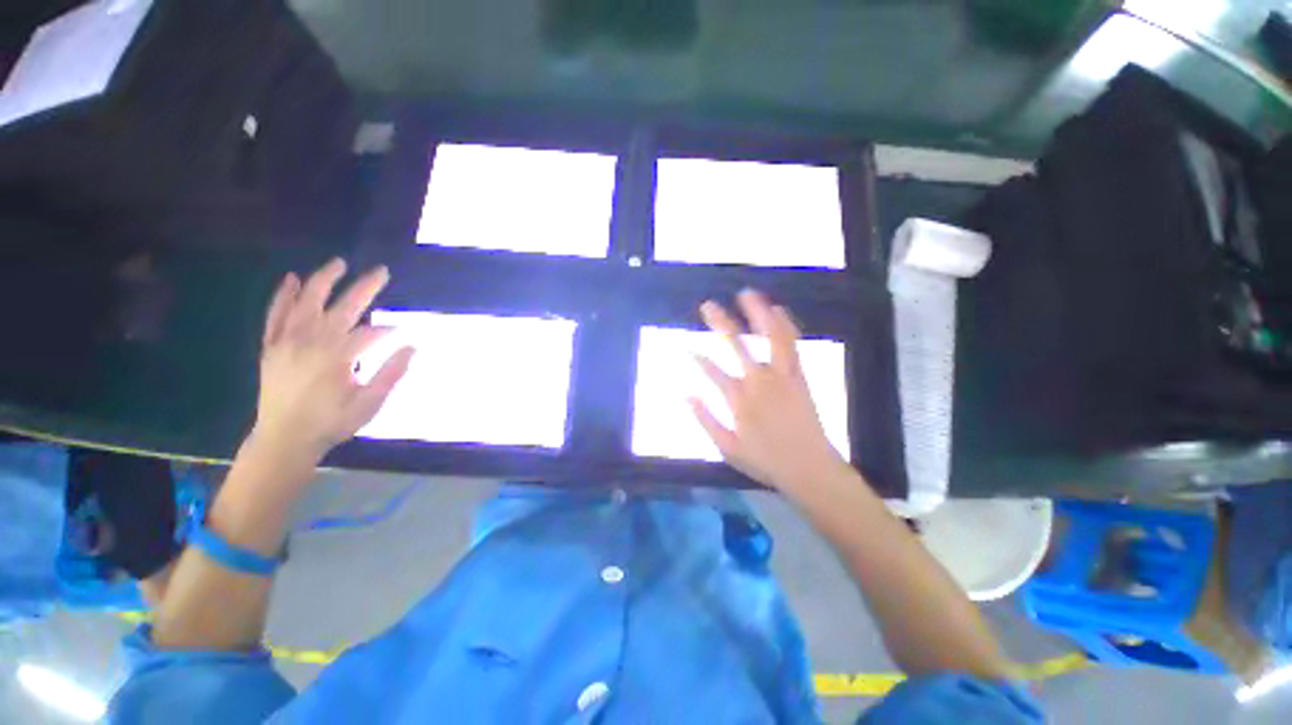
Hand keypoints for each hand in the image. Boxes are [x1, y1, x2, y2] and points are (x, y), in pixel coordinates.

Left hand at [253, 258, 412, 460]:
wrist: (283, 439)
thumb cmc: (332, 423)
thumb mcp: (370, 403)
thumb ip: (391, 373)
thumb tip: (412, 346)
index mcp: (337, 357)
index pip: (370, 333)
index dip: (390, 330)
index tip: (404, 329)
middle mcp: (310, 342)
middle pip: (342, 307)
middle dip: (364, 288)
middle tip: (381, 271)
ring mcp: (287, 342)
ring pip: (305, 302)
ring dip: (323, 280)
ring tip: (338, 263)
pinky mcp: (271, 347)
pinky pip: (275, 314)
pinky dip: (284, 295)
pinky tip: (292, 279)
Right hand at [690, 290, 848, 495]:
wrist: (811, 468)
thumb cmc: (766, 461)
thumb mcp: (727, 447)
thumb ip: (705, 419)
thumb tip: (686, 395)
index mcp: (739, 399)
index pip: (711, 370)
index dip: (695, 357)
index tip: (683, 346)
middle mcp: (759, 381)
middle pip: (737, 345)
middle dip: (720, 323)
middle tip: (708, 305)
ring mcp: (782, 376)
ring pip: (770, 337)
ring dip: (758, 313)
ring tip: (747, 294)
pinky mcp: (799, 376)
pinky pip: (792, 345)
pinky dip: (785, 325)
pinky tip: (778, 311)